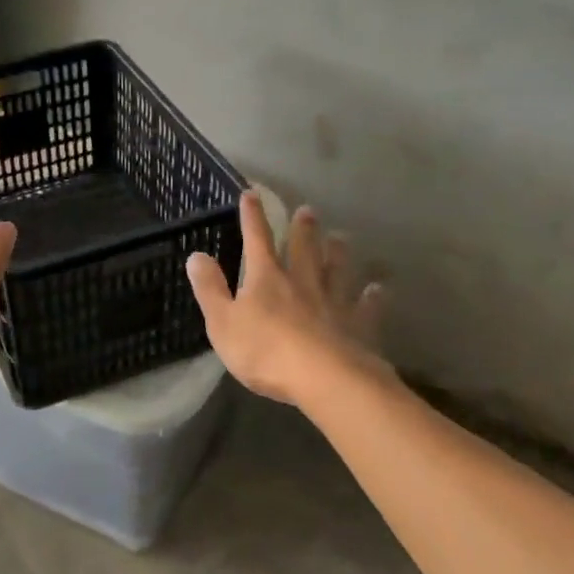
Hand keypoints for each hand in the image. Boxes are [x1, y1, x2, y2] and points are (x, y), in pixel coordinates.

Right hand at [186, 193, 387, 405]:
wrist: (324, 379)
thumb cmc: (265, 351)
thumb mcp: (222, 322)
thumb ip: (210, 288)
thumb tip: (196, 255)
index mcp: (266, 279)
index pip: (256, 240)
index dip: (252, 217)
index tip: (251, 194)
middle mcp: (301, 282)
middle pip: (302, 249)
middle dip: (302, 229)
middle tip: (308, 210)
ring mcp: (333, 302)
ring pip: (335, 270)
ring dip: (337, 252)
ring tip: (340, 236)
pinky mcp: (357, 326)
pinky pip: (365, 307)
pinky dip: (371, 297)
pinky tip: (378, 289)